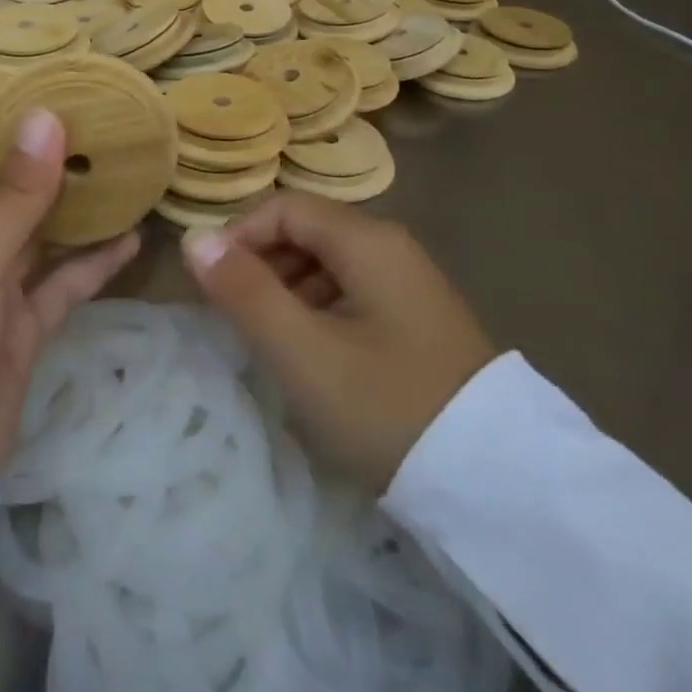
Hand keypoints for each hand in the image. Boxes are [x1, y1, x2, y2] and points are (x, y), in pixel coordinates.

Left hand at [0, 108, 139, 466]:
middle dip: (55, 158)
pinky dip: (93, 261)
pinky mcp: (19, 323)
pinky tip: (133, 238)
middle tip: (113, 127)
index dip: (13, 117)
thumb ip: (13, 193)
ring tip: (129, 172)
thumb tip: (48, 116)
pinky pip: (61, 280)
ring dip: (80, 207)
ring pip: (40, 230)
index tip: (68, 91)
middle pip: (9, 185)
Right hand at [180, 195, 496, 491]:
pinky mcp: (418, 318)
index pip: (284, 208)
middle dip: (261, 264)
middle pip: (307, 231)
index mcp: (367, 240)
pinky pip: (352, 292)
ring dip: (287, 290)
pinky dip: (318, 309)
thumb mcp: (303, 352)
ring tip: (268, 340)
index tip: (211, 284)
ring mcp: (410, 282)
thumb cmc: (387, 406)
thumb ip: (244, 291)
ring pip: (328, 264)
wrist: (497, 484)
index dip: (239, 235)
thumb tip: (194, 238)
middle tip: (234, 317)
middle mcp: (392, 246)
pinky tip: (313, 355)